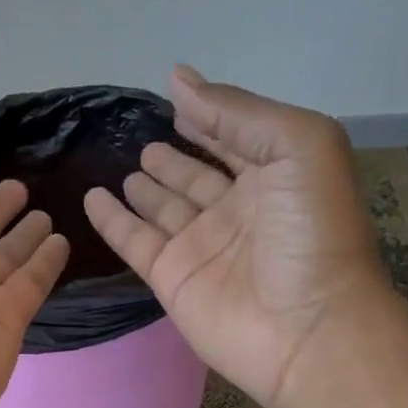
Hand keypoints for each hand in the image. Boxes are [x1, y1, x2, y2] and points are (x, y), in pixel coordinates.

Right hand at [84, 66, 388, 407]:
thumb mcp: (296, 145)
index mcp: (276, 176)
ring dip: (147, 189)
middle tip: (145, 141)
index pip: (236, 139)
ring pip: (165, 209)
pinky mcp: (172, 278)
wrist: (305, 327)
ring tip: (127, 168)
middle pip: (197, 178)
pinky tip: (94, 198)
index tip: (178, 98)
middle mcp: (238, 210)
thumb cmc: (312, 231)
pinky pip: (134, 241)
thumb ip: (236, 113)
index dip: (211, 120)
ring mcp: (202, 246)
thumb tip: (179, 79)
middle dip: (175, 160)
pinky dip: (113, 221)